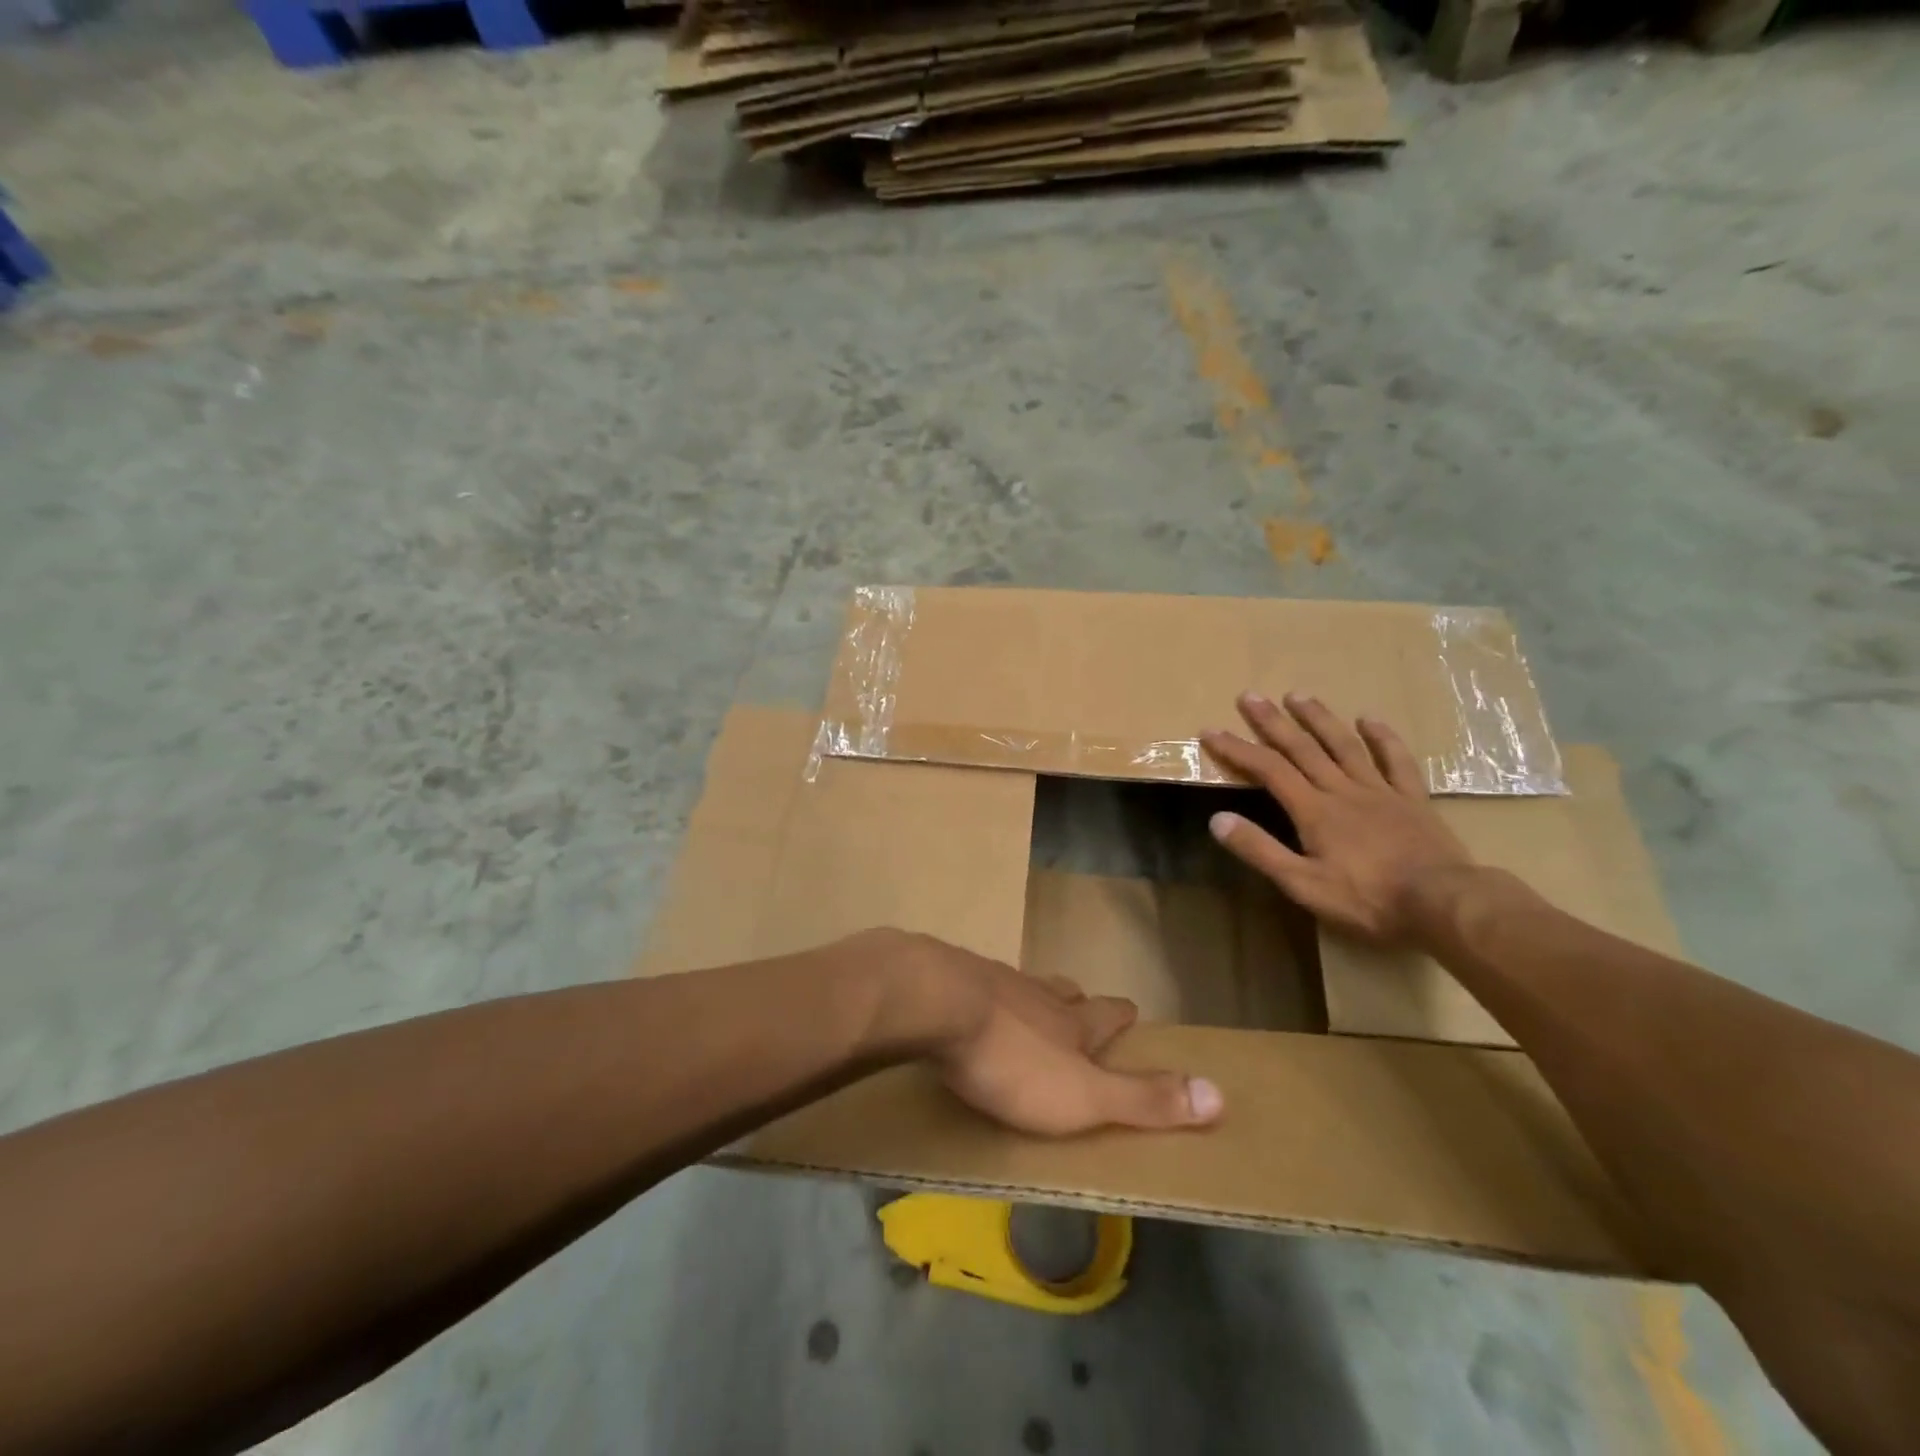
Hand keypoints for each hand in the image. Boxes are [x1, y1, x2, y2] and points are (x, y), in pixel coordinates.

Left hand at [863, 931, 1223, 1136]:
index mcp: (1071, 1021)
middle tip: (1080, 1006)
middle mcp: (1036, 994)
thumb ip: (1144, 1098)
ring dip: (1031, 998)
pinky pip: (974, 986)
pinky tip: (970, 1006)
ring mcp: (990, 981)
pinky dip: (982, 998)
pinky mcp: (948, 978)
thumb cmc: (1012, 1059)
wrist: (932, 1003)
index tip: (1131, 1010)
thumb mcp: (1083, 1094)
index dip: (1121, 1015)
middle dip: (1077, 1002)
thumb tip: (1221, 1095)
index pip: (1107, 1013)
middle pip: (1064, 992)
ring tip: (1028, 1007)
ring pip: (1021, 986)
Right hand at [1201, 692, 1472, 943]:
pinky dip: (1382, 737)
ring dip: (1318, 718)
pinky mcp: (1413, 799)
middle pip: (1301, 748)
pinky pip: (1396, 760)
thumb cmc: (1368, 900)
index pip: (1267, 770)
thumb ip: (1260, 850)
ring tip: (1298, 695)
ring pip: (1344, 745)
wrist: (1445, 904)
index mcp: (1314, 811)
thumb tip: (1217, 820)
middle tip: (1250, 695)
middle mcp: (1342, 790)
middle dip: (1272, 721)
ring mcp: (1380, 791)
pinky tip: (1369, 718)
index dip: (1237, 748)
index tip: (1211, 730)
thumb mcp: (1303, 885)